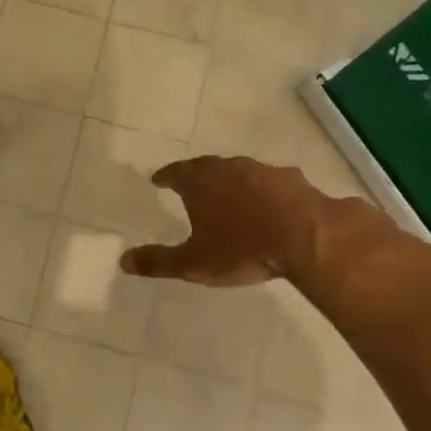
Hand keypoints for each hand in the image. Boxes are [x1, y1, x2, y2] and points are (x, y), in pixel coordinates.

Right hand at [121, 155, 331, 287]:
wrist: (308, 237)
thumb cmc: (241, 248)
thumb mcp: (193, 262)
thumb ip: (158, 261)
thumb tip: (123, 260)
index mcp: (200, 182)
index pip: (175, 173)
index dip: (165, 177)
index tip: (158, 180)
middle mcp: (230, 168)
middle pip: (207, 168)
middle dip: (197, 177)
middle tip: (190, 186)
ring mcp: (265, 171)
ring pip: (240, 173)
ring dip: (232, 183)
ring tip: (228, 198)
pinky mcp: (295, 182)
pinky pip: (270, 185)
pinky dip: (263, 193)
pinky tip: (267, 208)